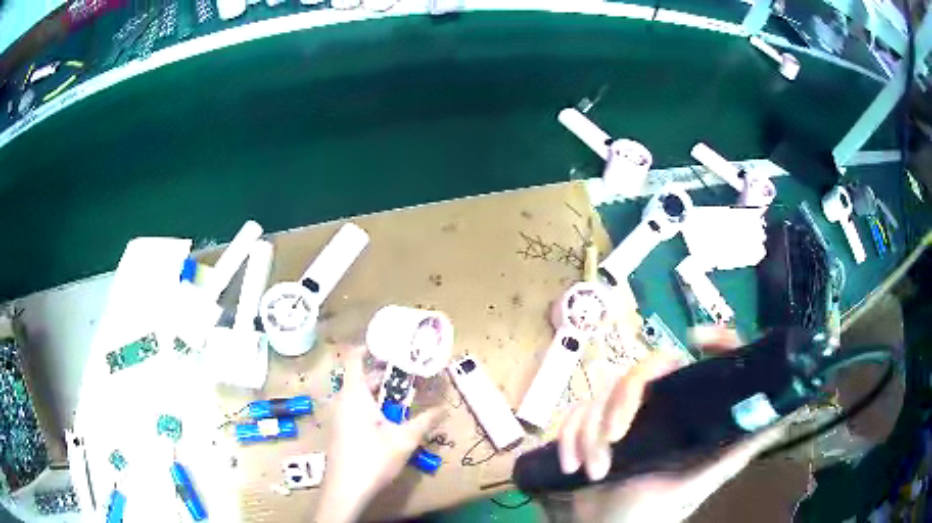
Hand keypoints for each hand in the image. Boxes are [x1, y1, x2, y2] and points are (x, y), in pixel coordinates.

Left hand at [315, 349, 441, 522]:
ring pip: (360, 394)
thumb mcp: (403, 440)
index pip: (354, 358)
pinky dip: (373, 406)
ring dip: (381, 392)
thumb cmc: (372, 459)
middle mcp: (343, 401)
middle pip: (361, 377)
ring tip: (407, 393)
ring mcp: (340, 416)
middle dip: (386, 373)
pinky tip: (392, 419)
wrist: (345, 490)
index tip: (391, 343)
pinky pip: (356, 408)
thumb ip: (424, 422)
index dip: (369, 346)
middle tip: (411, 371)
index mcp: (354, 395)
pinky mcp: (341, 431)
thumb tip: (443, 409)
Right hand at [557, 327, 787, 522]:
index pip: (703, 364)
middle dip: (621, 404)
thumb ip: (738, 451)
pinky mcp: (587, 429)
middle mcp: (654, 410)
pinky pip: (571, 415)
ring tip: (592, 469)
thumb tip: (787, 412)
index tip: (695, 340)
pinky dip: (566, 437)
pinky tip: (571, 464)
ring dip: (588, 433)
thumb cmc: (652, 514)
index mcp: (685, 416)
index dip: (711, 340)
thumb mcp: (699, 483)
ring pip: (599, 395)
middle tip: (615, 439)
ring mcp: (617, 419)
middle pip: (640, 372)